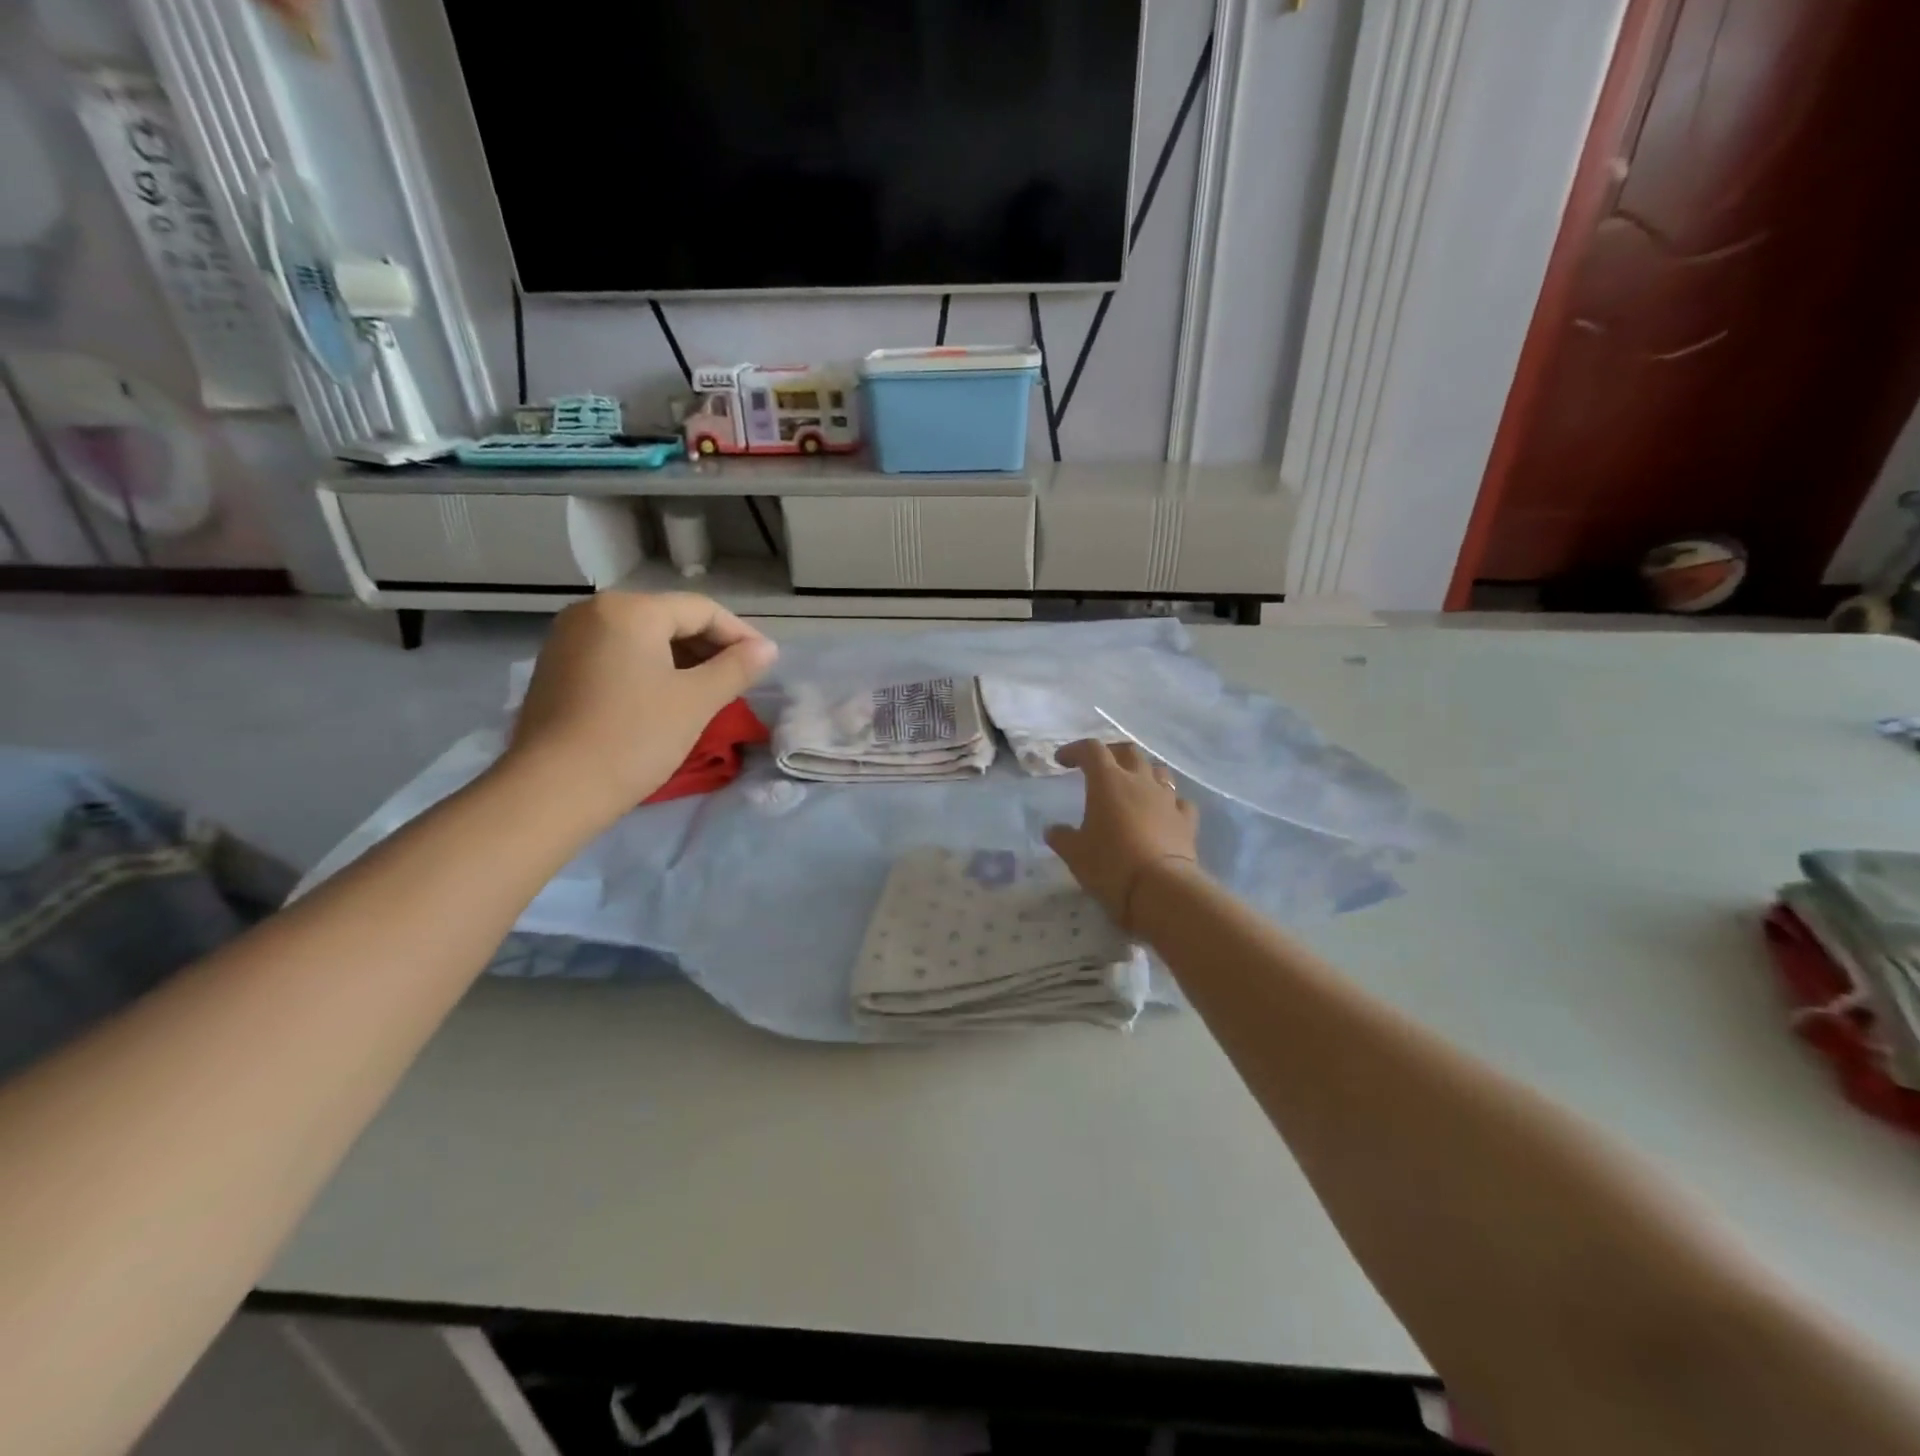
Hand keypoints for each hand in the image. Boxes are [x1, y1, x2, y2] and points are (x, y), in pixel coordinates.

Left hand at [500, 592, 777, 824]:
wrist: (552, 790)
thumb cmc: (634, 738)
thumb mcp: (696, 701)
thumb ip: (736, 668)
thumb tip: (767, 648)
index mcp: (629, 610)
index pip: (701, 610)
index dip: (740, 635)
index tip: (765, 664)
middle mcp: (593, 612)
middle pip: (668, 619)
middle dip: (709, 647)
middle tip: (739, 681)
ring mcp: (568, 639)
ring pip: (642, 639)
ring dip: (681, 660)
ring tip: (707, 692)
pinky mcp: (556, 668)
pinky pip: (616, 655)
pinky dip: (648, 670)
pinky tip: (665, 699)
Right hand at [1046, 739, 1202, 929]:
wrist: (1160, 889)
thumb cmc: (1110, 865)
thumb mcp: (1075, 854)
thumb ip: (1062, 837)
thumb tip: (1052, 830)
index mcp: (1108, 781)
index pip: (1091, 750)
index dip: (1075, 750)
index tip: (1062, 760)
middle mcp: (1140, 781)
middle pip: (1128, 751)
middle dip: (1111, 753)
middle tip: (1099, 766)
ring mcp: (1167, 799)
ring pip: (1158, 771)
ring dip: (1143, 773)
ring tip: (1133, 786)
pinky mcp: (1186, 820)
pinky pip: (1179, 801)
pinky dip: (1168, 802)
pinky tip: (1162, 812)